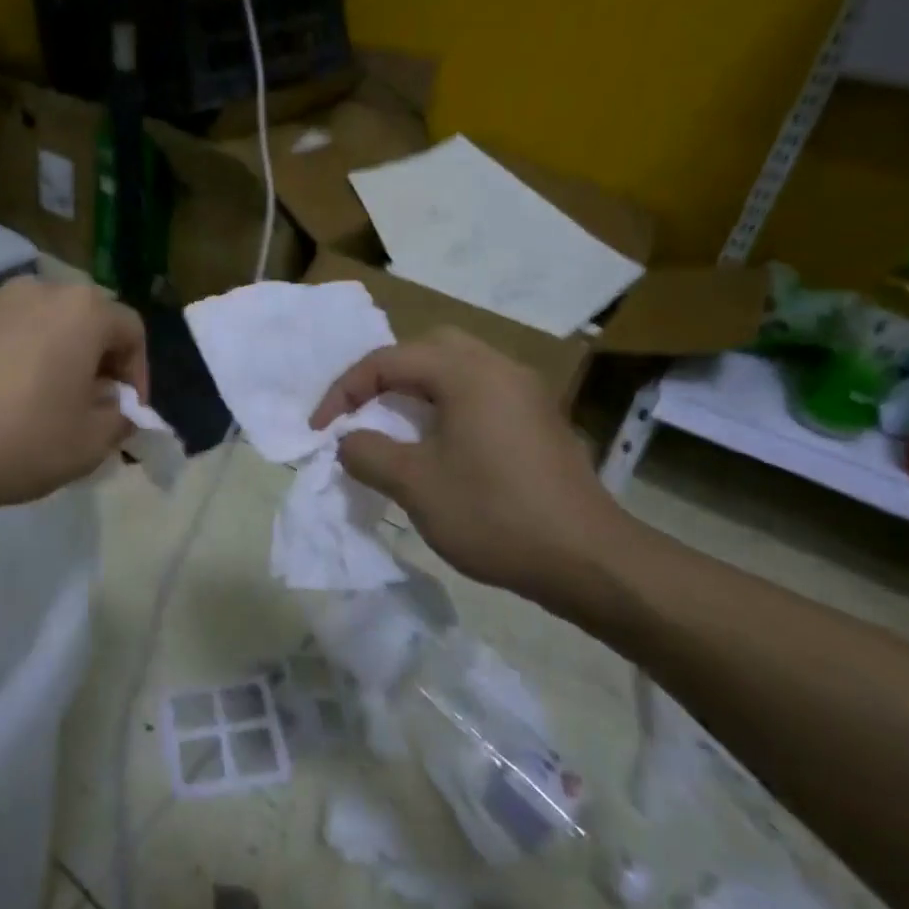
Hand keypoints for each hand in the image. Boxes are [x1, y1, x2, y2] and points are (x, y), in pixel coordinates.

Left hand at [0, 277, 147, 516]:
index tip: (126, 411)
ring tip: (35, 399)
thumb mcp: (89, 445)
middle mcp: (37, 290)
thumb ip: (120, 420)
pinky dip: (6, 356)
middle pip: (84, 319)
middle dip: (94, 360)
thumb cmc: (17, 440)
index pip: (131, 330)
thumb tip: (116, 408)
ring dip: (49, 354)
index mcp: (82, 311)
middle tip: (85, 404)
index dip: (138, 373)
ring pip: (37, 322)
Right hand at [310, 327, 628, 616]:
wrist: (588, 559)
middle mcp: (500, 368)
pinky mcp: (539, 419)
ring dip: (417, 389)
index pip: (389, 360)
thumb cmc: (495, 514)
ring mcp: (526, 392)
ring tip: (393, 424)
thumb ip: (368, 452)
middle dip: (385, 375)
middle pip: (428, 348)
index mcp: (467, 373)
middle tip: (362, 409)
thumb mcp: (415, 485)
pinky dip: (447, 404)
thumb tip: (348, 440)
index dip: (345, 391)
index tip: (320, 429)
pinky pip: (481, 392)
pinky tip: (438, 443)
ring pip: (457, 368)